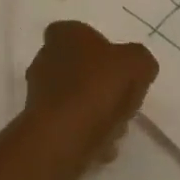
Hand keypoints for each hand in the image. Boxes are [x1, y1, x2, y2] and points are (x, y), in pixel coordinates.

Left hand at [24, 21, 159, 170]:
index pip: (79, 32)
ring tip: (115, 129)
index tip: (117, 67)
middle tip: (121, 101)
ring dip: (95, 112)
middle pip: (79, 67)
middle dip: (100, 84)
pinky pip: (68, 124)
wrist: (63, 138)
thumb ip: (140, 60)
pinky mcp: (38, 124)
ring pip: (75, 98)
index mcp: (65, 35)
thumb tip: (139, 67)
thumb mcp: (137, 63)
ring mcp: (38, 92)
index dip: (100, 48)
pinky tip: (102, 146)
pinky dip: (85, 133)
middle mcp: (46, 58)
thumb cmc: (98, 88)